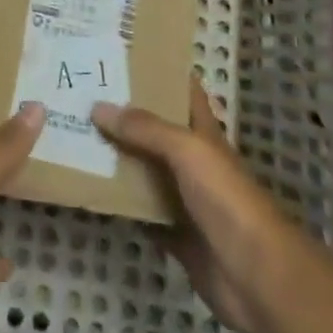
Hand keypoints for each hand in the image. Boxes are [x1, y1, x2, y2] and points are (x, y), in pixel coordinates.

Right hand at [93, 79, 294, 332]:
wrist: (256, 277)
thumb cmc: (227, 200)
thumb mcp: (187, 151)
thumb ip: (145, 128)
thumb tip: (98, 107)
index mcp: (202, 133)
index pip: (182, 91)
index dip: (158, 70)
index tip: (122, 55)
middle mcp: (192, 161)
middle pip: (154, 130)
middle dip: (123, 114)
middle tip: (82, 94)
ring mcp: (184, 199)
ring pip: (143, 170)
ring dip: (116, 157)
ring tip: (75, 135)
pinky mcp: (174, 234)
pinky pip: (139, 212)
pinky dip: (118, 203)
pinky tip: (89, 190)